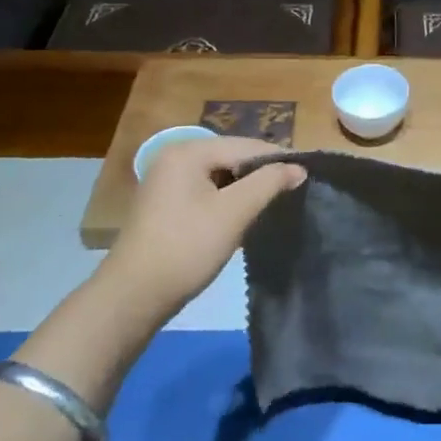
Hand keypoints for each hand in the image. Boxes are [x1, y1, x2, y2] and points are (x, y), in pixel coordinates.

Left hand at [106, 137, 305, 313]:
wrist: (133, 295)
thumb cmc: (187, 247)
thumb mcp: (234, 212)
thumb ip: (269, 183)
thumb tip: (298, 167)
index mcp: (188, 151)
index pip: (246, 145)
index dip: (278, 159)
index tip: (307, 175)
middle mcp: (175, 157)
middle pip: (232, 156)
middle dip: (261, 173)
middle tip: (292, 190)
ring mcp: (167, 180)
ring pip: (220, 174)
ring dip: (245, 188)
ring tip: (272, 203)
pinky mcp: (165, 203)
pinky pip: (206, 189)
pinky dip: (227, 199)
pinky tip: (242, 215)